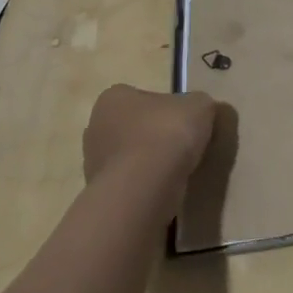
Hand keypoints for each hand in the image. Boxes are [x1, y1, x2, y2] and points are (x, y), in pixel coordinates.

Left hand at [83, 85, 217, 183]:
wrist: (145, 188)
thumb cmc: (167, 133)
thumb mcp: (200, 106)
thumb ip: (198, 104)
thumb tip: (198, 112)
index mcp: (113, 98)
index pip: (141, 97)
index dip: (165, 107)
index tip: (183, 120)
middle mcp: (95, 127)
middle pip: (133, 127)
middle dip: (154, 135)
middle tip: (182, 144)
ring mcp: (93, 165)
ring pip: (130, 157)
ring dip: (150, 162)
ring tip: (178, 170)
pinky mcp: (102, 194)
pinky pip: (130, 183)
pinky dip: (147, 185)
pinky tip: (166, 189)